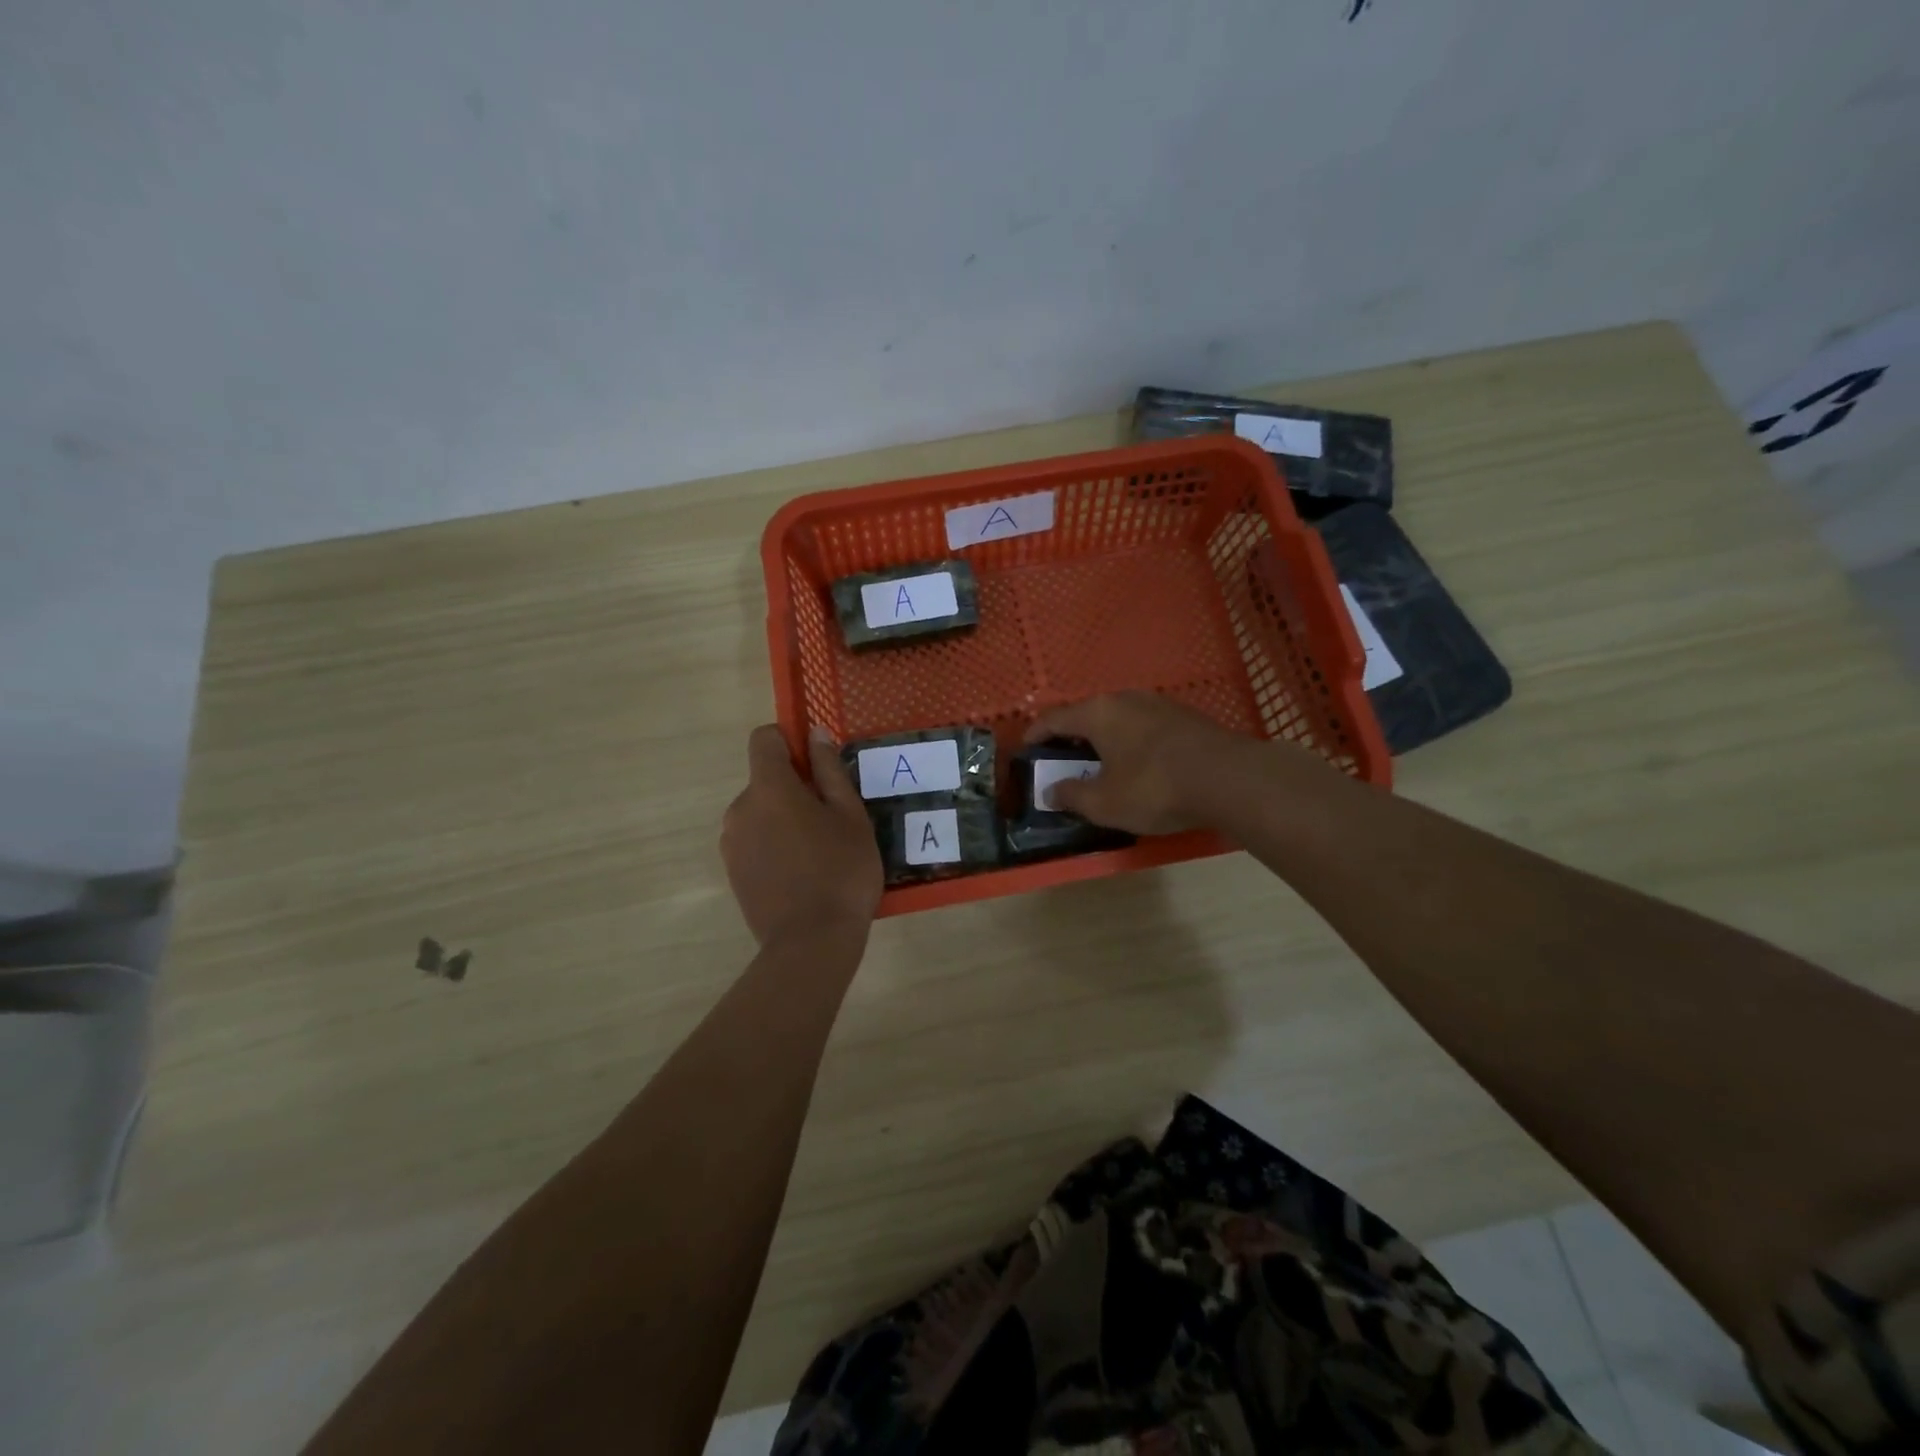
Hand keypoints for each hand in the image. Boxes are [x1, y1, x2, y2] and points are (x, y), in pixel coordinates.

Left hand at [722, 725, 882, 944]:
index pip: (764, 739)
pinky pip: (754, 841)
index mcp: (768, 788)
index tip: (817, 766)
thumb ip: (829, 770)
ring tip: (819, 852)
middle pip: (765, 780)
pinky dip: (774, 845)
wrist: (811, 943)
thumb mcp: (850, 816)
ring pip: (760, 813)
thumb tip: (815, 734)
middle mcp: (740, 808)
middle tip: (832, 821)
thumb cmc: (841, 871)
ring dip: (784, 819)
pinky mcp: (732, 872)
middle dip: (795, 789)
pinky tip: (801, 874)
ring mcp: (731, 842)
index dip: (789, 742)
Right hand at [1024, 692, 1246, 834]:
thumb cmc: (1154, 788)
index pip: (1054, 718)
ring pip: (1119, 718)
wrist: (1229, 779)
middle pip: (1087, 714)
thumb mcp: (1104, 802)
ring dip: (1104, 738)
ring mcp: (1159, 704)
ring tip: (1100, 762)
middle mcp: (1125, 699)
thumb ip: (1072, 795)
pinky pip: (1144, 726)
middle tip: (1062, 759)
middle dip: (1071, 737)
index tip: (1026, 748)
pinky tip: (1138, 763)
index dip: (1036, 734)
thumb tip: (1050, 792)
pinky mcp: (1185, 717)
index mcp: (1098, 713)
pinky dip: (1131, 742)